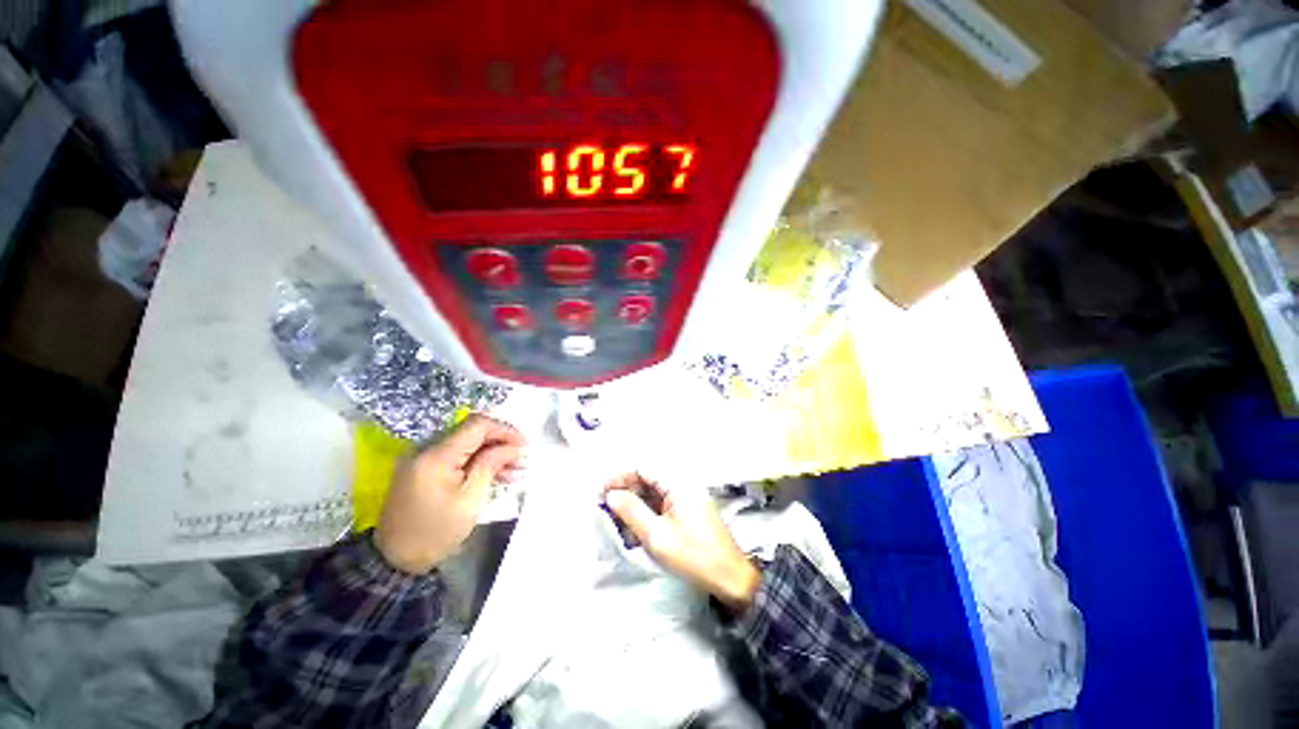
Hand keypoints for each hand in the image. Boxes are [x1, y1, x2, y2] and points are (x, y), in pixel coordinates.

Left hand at [375, 414, 523, 574]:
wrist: (395, 559)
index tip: (524, 444)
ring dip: (490, 451)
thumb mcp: (470, 499)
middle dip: (500, 441)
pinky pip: (455, 455)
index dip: (504, 429)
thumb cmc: (436, 531)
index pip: (477, 425)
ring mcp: (422, 457)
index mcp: (436, 455)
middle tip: (521, 458)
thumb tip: (512, 446)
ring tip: (513, 469)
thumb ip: (490, 464)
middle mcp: (426, 448)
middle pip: (471, 432)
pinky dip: (475, 460)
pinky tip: (493, 473)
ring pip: (466, 443)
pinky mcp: (422, 468)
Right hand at [603, 473, 759, 611]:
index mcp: (678, 483)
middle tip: (606, 509)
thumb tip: (611, 494)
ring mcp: (686, 499)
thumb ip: (632, 511)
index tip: (602, 492)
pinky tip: (636, 531)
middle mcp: (682, 485)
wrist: (730, 578)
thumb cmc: (692, 555)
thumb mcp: (656, 535)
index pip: (643, 468)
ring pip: (653, 495)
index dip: (620, 477)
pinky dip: (647, 515)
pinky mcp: (688, 513)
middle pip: (648, 480)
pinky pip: (661, 506)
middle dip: (626, 492)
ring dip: (635, 506)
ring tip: (618, 523)